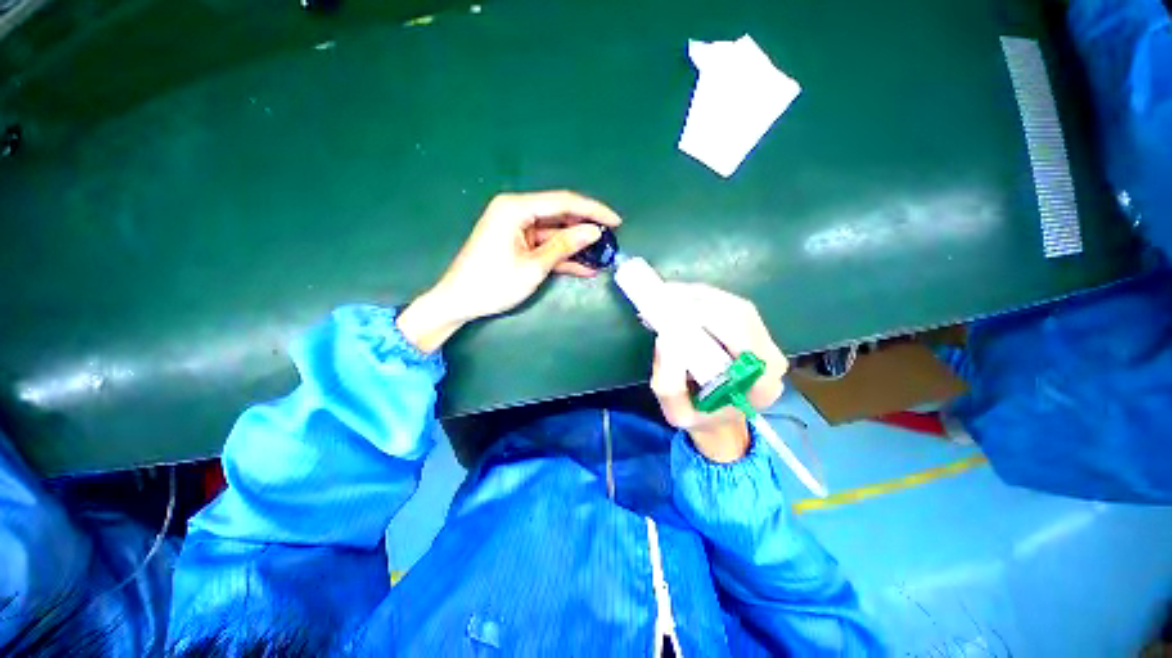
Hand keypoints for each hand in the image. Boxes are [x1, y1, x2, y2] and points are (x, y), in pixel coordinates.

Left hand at [397, 191, 621, 352]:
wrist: (459, 301)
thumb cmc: (493, 283)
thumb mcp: (533, 266)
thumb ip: (564, 246)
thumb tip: (594, 232)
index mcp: (516, 208)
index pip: (563, 202)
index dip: (593, 211)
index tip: (616, 221)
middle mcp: (517, 211)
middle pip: (560, 215)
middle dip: (586, 228)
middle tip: (611, 239)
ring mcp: (518, 229)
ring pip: (555, 232)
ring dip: (577, 245)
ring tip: (602, 255)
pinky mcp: (518, 244)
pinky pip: (546, 246)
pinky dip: (563, 256)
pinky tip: (585, 267)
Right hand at [650, 284, 788, 462]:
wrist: (719, 418)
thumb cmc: (700, 417)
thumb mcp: (677, 414)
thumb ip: (670, 386)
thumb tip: (665, 339)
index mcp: (760, 384)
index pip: (742, 338)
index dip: (709, 318)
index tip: (673, 312)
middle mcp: (771, 358)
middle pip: (740, 314)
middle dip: (699, 302)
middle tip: (664, 297)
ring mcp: (766, 341)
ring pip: (734, 305)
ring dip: (700, 296)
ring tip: (668, 295)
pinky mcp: (753, 330)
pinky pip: (730, 305)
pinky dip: (703, 298)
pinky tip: (680, 298)